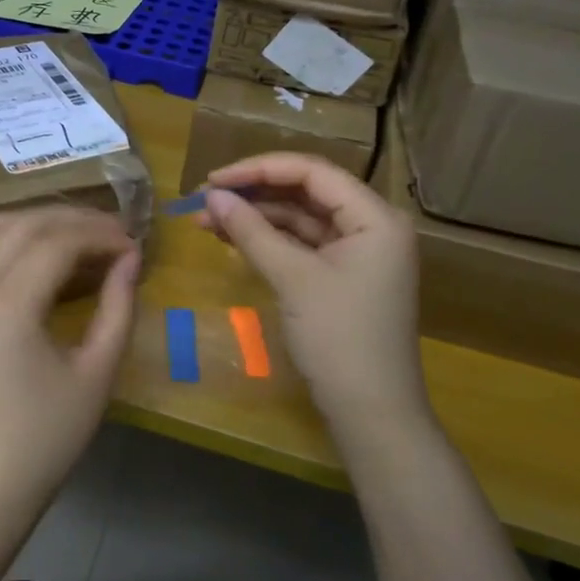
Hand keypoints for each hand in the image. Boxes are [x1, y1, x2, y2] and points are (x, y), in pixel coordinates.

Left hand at [0, 207, 140, 530]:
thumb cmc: (49, 436)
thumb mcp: (97, 372)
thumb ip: (118, 307)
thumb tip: (130, 258)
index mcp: (9, 305)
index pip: (59, 242)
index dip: (101, 236)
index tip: (133, 246)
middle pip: (25, 225)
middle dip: (74, 221)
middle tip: (113, 234)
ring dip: (34, 221)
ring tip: (73, 236)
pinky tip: (16, 251)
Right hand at [200, 153, 432, 438]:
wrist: (371, 411)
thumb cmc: (339, 338)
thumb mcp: (293, 279)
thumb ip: (252, 231)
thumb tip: (211, 196)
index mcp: (375, 216)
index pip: (313, 172)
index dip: (259, 169)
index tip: (213, 179)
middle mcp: (372, 225)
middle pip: (306, 192)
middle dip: (254, 193)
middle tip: (204, 198)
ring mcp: (358, 252)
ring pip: (300, 219)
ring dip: (256, 217)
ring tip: (206, 220)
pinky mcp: (342, 275)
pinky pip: (302, 245)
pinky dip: (269, 241)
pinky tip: (232, 239)